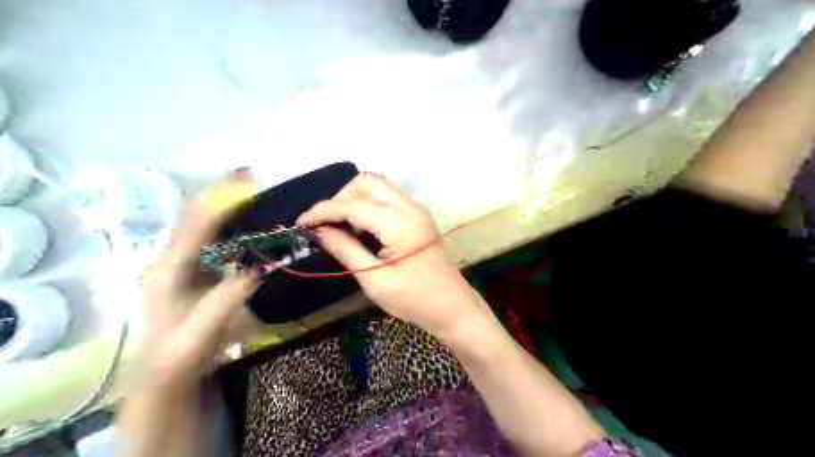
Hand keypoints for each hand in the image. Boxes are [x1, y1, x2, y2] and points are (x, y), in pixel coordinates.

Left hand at [139, 199, 259, 386]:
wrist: (162, 373)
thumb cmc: (178, 354)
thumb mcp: (201, 332)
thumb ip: (228, 298)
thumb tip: (259, 267)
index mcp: (169, 269)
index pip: (197, 224)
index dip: (222, 202)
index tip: (250, 186)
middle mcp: (172, 258)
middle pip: (198, 216)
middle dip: (225, 196)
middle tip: (255, 183)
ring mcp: (182, 263)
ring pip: (205, 225)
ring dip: (229, 208)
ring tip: (256, 197)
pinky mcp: (194, 270)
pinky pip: (213, 238)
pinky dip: (231, 225)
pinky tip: (249, 225)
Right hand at [299, 174, 488, 336]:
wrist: (452, 306)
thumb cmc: (414, 299)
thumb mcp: (374, 279)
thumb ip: (346, 250)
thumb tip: (319, 231)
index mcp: (399, 223)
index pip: (352, 205)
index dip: (323, 211)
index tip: (301, 223)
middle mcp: (409, 207)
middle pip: (367, 182)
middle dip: (340, 197)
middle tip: (326, 224)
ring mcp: (416, 209)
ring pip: (378, 186)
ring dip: (354, 199)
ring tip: (340, 225)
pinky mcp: (418, 216)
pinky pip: (388, 198)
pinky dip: (368, 204)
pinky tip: (360, 227)